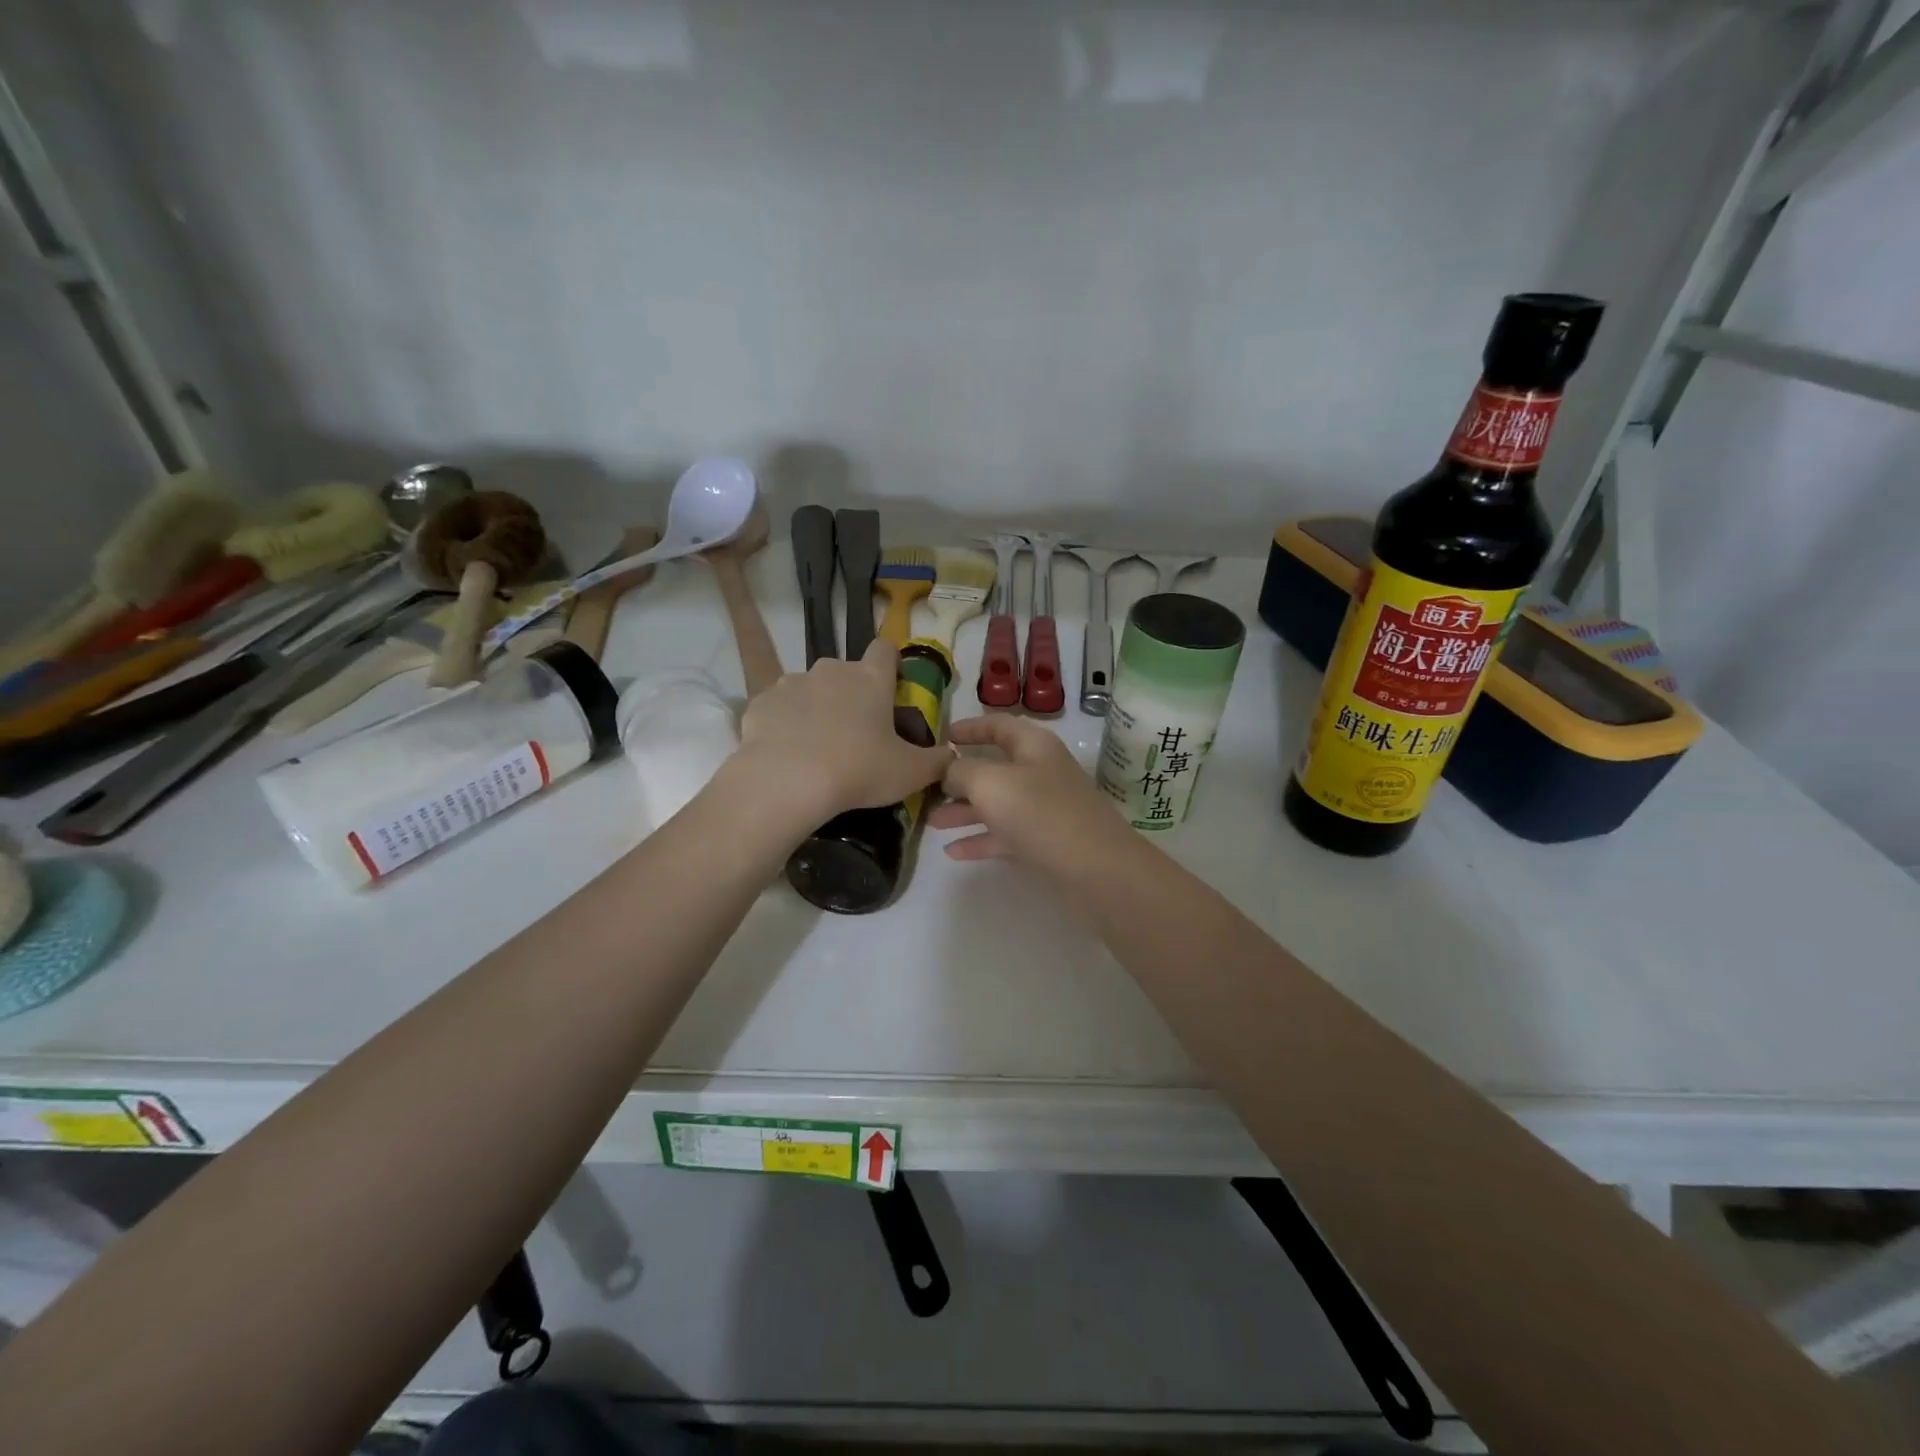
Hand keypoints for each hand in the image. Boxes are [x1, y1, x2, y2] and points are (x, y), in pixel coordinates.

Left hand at [732, 639, 951, 826]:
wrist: (786, 781)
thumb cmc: (858, 770)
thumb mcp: (910, 773)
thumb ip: (937, 761)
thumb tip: (951, 756)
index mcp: (871, 679)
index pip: (885, 649)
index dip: (891, 664)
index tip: (892, 688)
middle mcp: (831, 670)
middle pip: (846, 672)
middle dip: (852, 695)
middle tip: (856, 733)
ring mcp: (792, 682)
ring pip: (810, 689)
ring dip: (817, 708)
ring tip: (818, 747)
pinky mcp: (760, 701)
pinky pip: (779, 708)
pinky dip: (785, 724)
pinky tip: (787, 753)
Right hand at [930, 714, 1128, 872]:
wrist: (1098, 871)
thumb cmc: (1041, 814)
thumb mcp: (991, 783)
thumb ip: (961, 771)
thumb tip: (948, 769)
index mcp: (1033, 746)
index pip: (998, 725)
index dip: (969, 727)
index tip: (941, 736)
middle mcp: (1040, 772)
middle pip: (994, 767)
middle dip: (959, 777)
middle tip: (926, 787)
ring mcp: (1044, 809)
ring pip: (997, 804)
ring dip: (964, 811)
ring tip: (931, 822)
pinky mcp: (1045, 843)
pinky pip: (1005, 835)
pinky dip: (980, 840)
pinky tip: (952, 852)